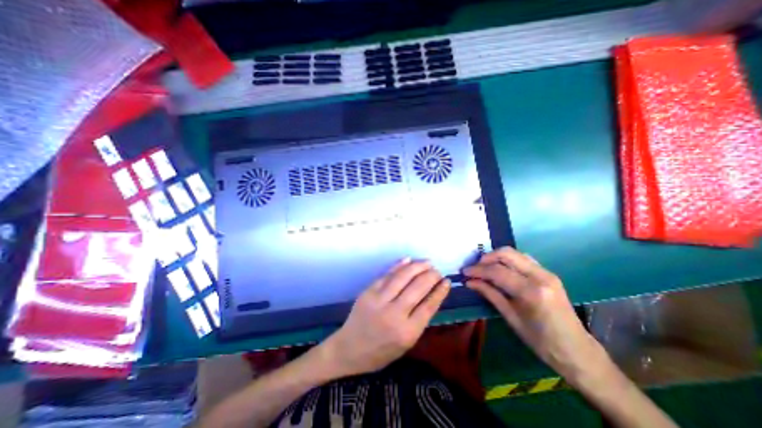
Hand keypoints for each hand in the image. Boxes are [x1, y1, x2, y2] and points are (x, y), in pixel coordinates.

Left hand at [323, 260, 450, 375]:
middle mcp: (394, 314)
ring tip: (427, 262)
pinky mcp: (368, 292)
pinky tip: (408, 260)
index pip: (429, 305)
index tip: (446, 281)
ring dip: (417, 267)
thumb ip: (419, 320)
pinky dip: (399, 265)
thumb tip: (431, 295)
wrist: (349, 349)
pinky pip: (386, 275)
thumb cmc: (381, 351)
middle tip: (437, 270)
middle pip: (417, 288)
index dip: (440, 291)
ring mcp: (379, 300)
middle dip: (431, 276)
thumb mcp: (406, 343)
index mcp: (407, 332)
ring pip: (403, 277)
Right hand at [465, 248, 608, 380]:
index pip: (498, 271)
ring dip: (496, 257)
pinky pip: (523, 259)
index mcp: (532, 292)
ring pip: (515, 253)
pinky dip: (508, 260)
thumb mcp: (511, 318)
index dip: (478, 270)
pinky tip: (500, 270)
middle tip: (474, 268)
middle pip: (507, 254)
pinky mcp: (548, 273)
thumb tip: (470, 282)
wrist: (577, 352)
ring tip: (484, 268)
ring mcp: (547, 273)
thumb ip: (490, 294)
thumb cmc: (541, 342)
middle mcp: (541, 276)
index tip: (464, 272)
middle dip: (486, 258)